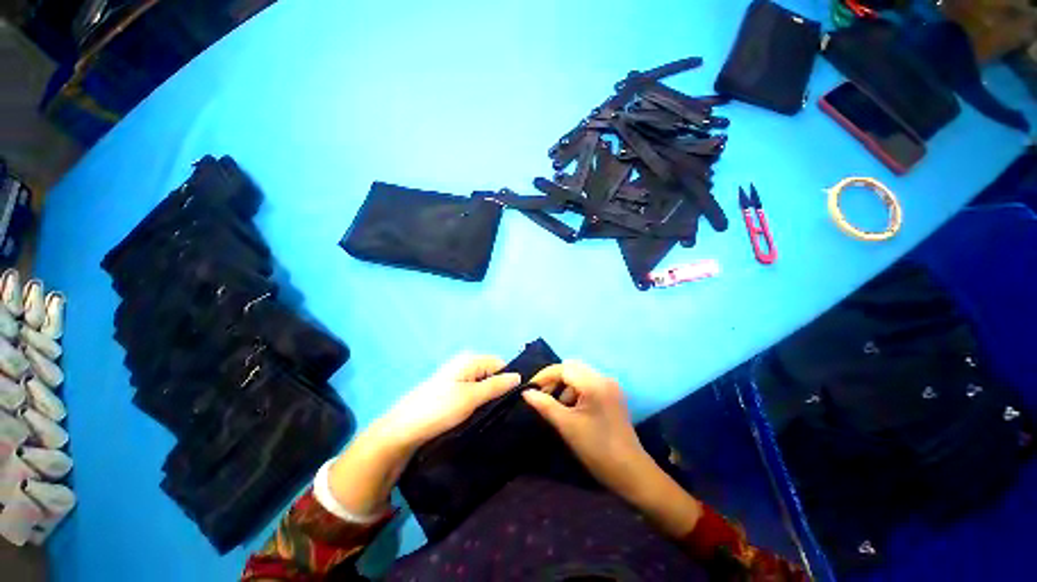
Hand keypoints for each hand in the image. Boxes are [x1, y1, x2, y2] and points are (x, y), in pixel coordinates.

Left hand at [376, 352, 521, 449]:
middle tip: (502, 411)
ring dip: (488, 399)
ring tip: (491, 416)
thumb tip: (519, 376)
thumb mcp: (471, 397)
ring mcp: (456, 378)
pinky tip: (478, 416)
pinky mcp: (451, 392)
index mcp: (470, 359)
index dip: (508, 380)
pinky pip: (472, 393)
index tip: (515, 401)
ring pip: (483, 385)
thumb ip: (496, 385)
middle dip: (498, 390)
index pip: (500, 364)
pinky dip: (478, 403)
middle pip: (492, 374)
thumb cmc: (438, 410)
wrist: (402, 431)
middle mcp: (464, 364)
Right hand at [521, 361, 653, 500]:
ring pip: (580, 375)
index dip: (544, 375)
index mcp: (595, 383)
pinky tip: (570, 408)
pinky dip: (575, 391)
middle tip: (541, 395)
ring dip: (565, 385)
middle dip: (554, 379)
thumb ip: (545, 405)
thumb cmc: (597, 449)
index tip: (530, 388)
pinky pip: (588, 384)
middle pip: (572, 368)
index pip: (564, 368)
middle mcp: (604, 378)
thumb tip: (526, 392)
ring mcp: (610, 386)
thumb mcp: (567, 426)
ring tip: (555, 405)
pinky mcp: (612, 395)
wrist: (631, 472)